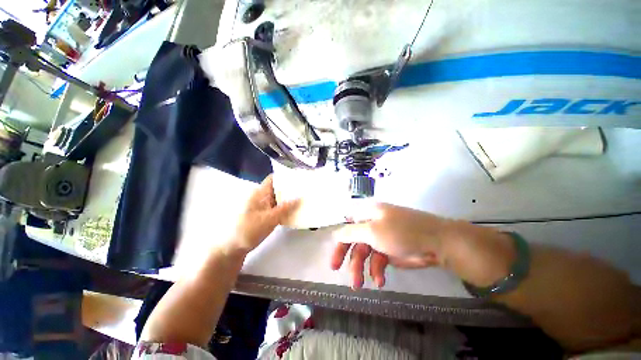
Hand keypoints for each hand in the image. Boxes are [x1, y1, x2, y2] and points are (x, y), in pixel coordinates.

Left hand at [226, 175, 299, 254]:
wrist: (233, 248)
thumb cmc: (249, 230)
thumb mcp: (269, 219)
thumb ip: (285, 208)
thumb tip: (300, 197)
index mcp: (259, 193)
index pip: (273, 179)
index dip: (285, 177)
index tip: (298, 178)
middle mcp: (262, 197)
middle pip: (277, 189)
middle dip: (290, 189)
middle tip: (305, 190)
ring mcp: (263, 207)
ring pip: (278, 199)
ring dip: (289, 199)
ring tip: (303, 199)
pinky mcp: (265, 215)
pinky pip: (277, 208)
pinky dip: (286, 208)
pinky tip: (295, 211)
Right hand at [330, 203, 452, 288]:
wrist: (437, 243)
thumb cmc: (400, 232)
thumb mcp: (371, 231)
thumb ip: (350, 232)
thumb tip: (335, 233)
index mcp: (367, 214)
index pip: (347, 226)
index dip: (340, 241)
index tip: (335, 259)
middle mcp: (372, 225)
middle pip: (354, 242)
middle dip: (350, 260)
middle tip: (343, 275)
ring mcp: (381, 238)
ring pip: (365, 254)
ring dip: (362, 269)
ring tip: (360, 285)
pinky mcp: (390, 251)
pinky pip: (377, 261)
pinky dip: (377, 271)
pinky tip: (380, 281)